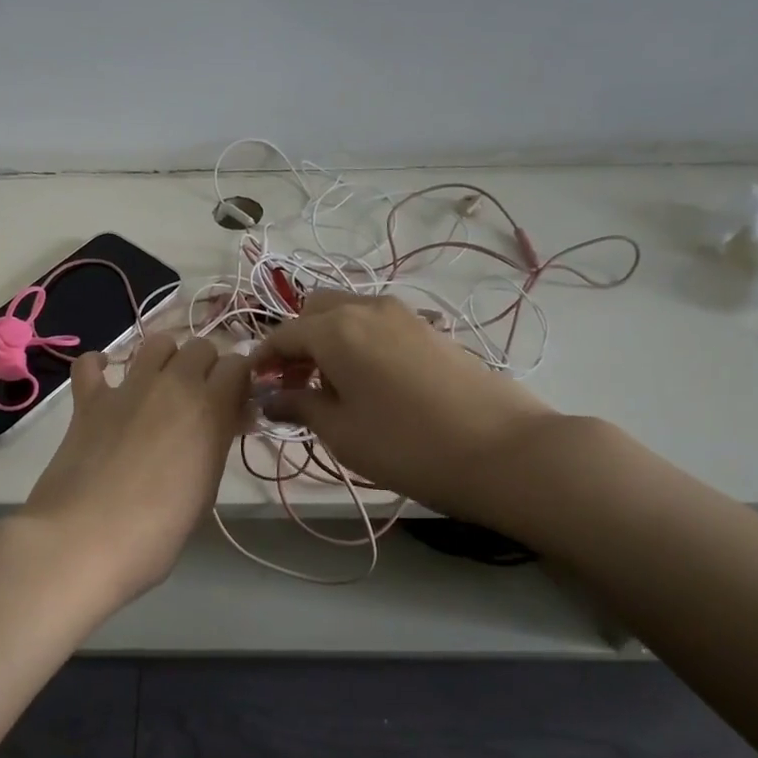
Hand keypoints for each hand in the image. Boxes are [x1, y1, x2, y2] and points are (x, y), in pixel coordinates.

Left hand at [22, 335, 250, 605]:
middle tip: (201, 400)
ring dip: (167, 358)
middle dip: (207, 366)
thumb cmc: (157, 530)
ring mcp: (128, 387)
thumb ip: (218, 443)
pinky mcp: (89, 398)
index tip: (236, 404)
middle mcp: (173, 384)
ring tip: (162, 387)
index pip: (239, 365)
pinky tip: (106, 382)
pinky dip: (100, 366)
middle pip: (201, 347)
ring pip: (157, 343)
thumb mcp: (206, 489)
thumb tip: (228, 419)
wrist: (84, 539)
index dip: (240, 381)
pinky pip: (92, 362)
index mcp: (210, 408)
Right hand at [255, 292, 564, 525]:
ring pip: (349, 312)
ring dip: (329, 338)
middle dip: (296, 340)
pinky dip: (359, 340)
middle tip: (295, 383)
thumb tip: (271, 398)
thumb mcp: (342, 433)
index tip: (254, 386)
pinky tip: (370, 381)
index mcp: (335, 329)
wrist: (502, 449)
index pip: (283, 334)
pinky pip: (378, 323)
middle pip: (315, 310)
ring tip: (332, 385)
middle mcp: (366, 308)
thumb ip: (300, 407)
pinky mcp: (431, 327)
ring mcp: (403, 314)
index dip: (264, 360)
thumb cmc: (407, 445)